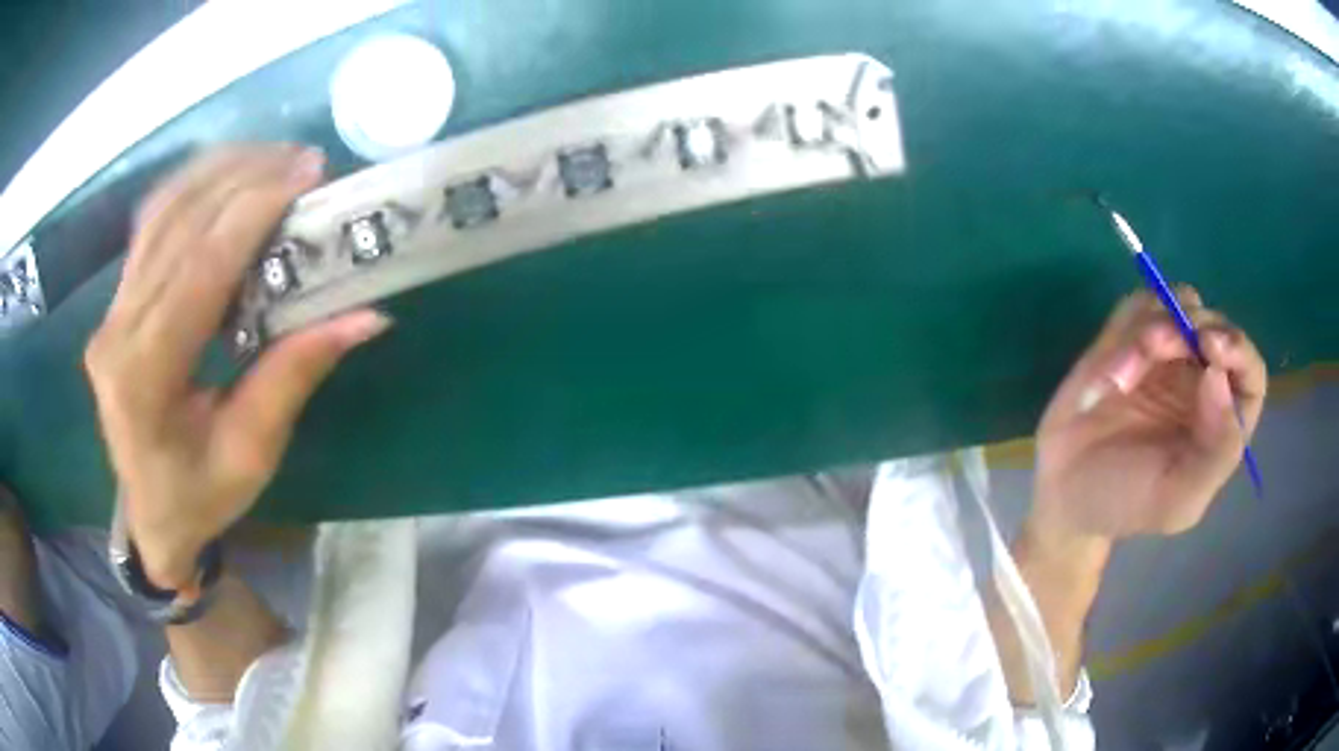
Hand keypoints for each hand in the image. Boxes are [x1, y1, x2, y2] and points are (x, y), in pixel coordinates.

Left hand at [85, 146, 389, 589]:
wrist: (149, 515)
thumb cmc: (199, 497)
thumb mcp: (251, 454)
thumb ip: (293, 376)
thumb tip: (364, 315)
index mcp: (143, 380)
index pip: (197, 272)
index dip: (251, 214)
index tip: (305, 175)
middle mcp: (117, 333)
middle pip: (177, 228)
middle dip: (242, 180)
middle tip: (302, 159)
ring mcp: (111, 313)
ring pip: (160, 215)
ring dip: (217, 173)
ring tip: (272, 156)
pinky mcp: (116, 304)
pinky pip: (151, 227)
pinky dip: (191, 188)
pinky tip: (227, 174)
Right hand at [1029, 287, 1266, 551]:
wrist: (1064, 493)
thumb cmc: (1127, 503)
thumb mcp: (1177, 499)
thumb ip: (1214, 452)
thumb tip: (1220, 377)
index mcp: (1221, 420)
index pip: (1249, 372)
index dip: (1238, 350)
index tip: (1211, 347)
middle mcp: (1200, 380)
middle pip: (1211, 325)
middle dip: (1185, 329)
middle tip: (1153, 347)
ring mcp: (1166, 356)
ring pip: (1175, 305)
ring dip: (1150, 328)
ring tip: (1119, 376)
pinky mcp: (1129, 338)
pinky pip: (1138, 306)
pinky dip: (1125, 329)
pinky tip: (1107, 371)